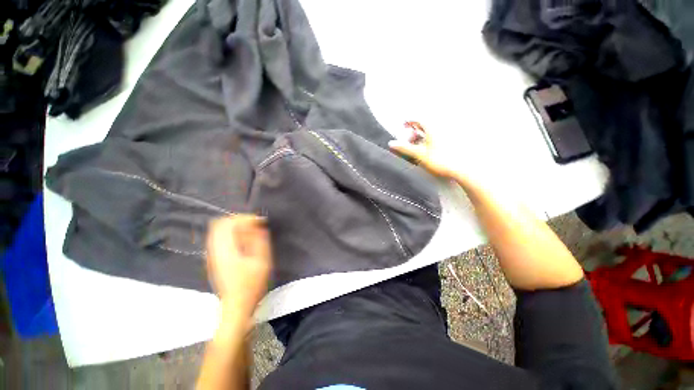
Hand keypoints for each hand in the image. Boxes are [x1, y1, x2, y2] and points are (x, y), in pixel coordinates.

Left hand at [206, 215, 272, 316]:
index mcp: (225, 251)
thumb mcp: (262, 262)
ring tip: (251, 231)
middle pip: (220, 224)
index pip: (228, 223)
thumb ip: (260, 241)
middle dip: (239, 220)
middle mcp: (214, 251)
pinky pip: (219, 239)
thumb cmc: (251, 286)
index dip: (245, 218)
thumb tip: (258, 226)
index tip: (259, 221)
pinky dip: (231, 234)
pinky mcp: (214, 260)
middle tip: (254, 224)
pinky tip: (244, 241)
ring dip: (235, 226)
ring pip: (218, 231)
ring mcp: (212, 256)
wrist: (236, 307)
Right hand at [389, 122, 465, 181]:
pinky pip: (436, 139)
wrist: (460, 168)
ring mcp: (446, 135)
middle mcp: (440, 128)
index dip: (408, 122)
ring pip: (430, 133)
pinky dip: (428, 142)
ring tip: (416, 148)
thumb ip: (405, 148)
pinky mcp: (449, 143)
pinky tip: (427, 152)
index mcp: (432, 128)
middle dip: (414, 133)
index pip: (417, 119)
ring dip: (421, 138)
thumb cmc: (440, 160)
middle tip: (408, 142)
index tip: (403, 126)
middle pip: (423, 126)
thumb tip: (392, 143)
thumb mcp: (419, 154)